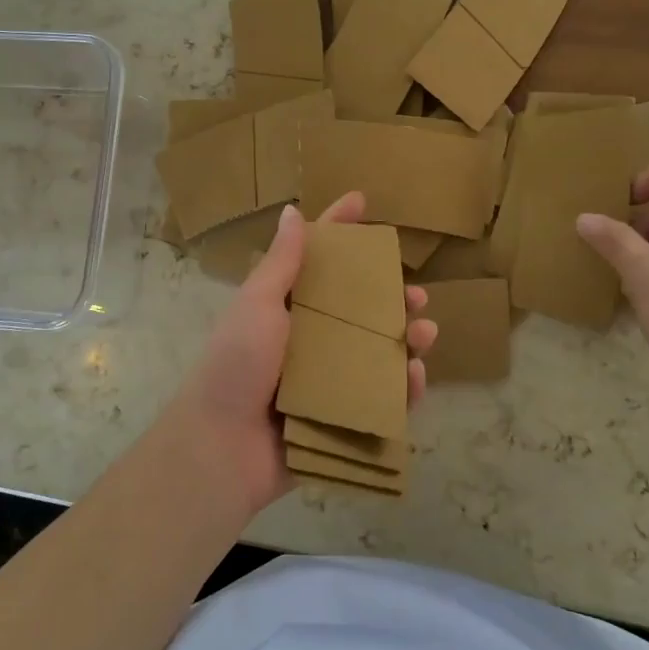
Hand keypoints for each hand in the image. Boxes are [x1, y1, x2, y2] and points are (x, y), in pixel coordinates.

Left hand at [161, 193, 436, 518]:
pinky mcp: (341, 418)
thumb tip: (292, 211)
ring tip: (426, 333)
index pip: (316, 261)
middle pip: (358, 310)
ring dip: (406, 340)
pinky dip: (403, 388)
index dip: (338, 230)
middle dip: (391, 298)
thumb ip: (281, 263)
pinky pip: (381, 399)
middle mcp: (309, 340)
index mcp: (287, 309)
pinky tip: (417, 376)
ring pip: (377, 352)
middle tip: (416, 294)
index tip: (362, 202)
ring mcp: (327, 381)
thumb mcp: (258, 305)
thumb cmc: (237, 365)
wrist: (222, 447)